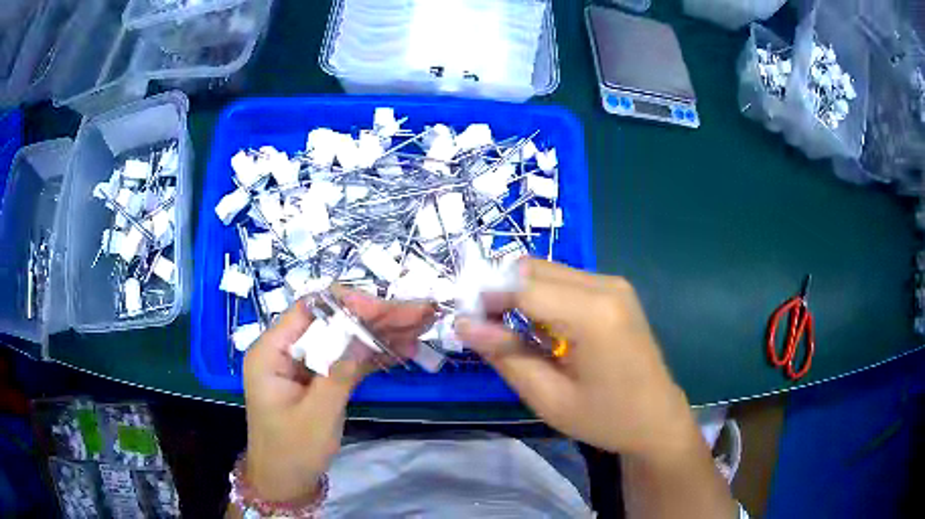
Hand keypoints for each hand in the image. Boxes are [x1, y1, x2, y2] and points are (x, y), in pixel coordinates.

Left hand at [242, 288, 434, 502]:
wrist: (285, 483)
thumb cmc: (293, 451)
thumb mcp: (317, 414)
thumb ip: (340, 372)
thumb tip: (365, 333)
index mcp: (271, 351)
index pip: (308, 310)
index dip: (346, 303)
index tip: (383, 308)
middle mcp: (287, 350)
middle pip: (332, 322)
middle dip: (375, 317)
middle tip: (418, 312)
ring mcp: (305, 365)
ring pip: (344, 339)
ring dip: (381, 333)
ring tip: (420, 324)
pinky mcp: (320, 379)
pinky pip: (347, 359)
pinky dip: (374, 355)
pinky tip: (403, 348)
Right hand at [455, 259, 693, 458]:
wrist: (658, 418)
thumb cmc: (606, 418)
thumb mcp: (549, 398)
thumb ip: (505, 356)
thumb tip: (463, 324)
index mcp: (594, 314)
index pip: (523, 286)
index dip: (486, 298)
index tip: (464, 322)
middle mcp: (606, 285)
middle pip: (533, 269)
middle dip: (500, 291)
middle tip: (487, 331)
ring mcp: (614, 284)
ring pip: (546, 270)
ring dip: (520, 293)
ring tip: (514, 335)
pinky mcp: (615, 290)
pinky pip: (565, 280)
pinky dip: (542, 296)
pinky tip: (543, 330)